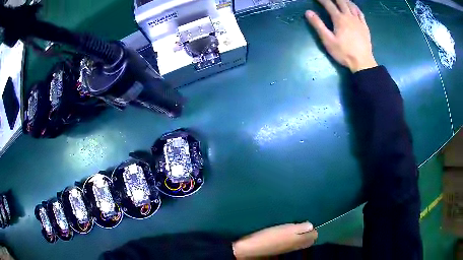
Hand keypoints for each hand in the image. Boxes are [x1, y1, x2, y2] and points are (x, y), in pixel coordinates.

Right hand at [232, 222, 317, 258]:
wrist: (251, 247)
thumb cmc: (270, 237)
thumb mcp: (287, 230)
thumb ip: (301, 228)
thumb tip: (312, 225)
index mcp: (298, 240)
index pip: (313, 236)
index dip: (314, 228)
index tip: (311, 219)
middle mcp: (294, 245)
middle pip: (307, 240)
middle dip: (309, 232)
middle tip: (305, 221)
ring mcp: (286, 248)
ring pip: (299, 241)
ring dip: (300, 234)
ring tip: (297, 223)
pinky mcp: (278, 247)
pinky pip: (290, 242)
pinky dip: (292, 236)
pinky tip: (286, 230)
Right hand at [305, 0, 376, 71]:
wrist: (362, 62)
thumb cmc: (344, 52)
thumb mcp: (328, 40)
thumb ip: (318, 25)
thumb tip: (308, 12)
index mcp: (339, 19)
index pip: (329, 4)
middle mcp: (349, 16)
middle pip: (341, 2)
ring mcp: (358, 21)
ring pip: (351, 5)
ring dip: (344, 0)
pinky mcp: (364, 26)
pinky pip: (360, 12)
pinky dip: (355, 6)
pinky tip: (353, 6)